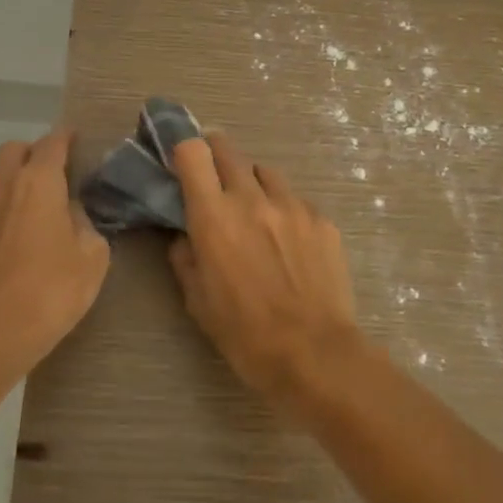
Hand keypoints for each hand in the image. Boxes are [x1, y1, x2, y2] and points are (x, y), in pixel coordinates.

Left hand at [0, 130, 109, 389]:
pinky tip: (13, 243)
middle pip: (14, 150)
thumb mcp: (92, 257)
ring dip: (13, 183)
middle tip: (53, 175)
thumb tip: (70, 214)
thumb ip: (84, 224)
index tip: (75, 139)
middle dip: (33, 154)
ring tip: (33, 210)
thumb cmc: (51, 291)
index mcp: (38, 183)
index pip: (52, 143)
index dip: (66, 138)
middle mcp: (2, 187)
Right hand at [167, 135, 364, 401]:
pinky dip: (284, 210)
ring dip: (252, 183)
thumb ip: (185, 257)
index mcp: (213, 216)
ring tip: (255, 212)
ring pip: (264, 172)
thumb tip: (185, 236)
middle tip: (213, 179)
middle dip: (215, 156)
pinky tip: (288, 242)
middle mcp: (251, 198)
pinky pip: (295, 200)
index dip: (183, 149)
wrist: (315, 354)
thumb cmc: (245, 334)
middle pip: (228, 149)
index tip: (181, 161)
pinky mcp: (321, 219)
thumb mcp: (198, 301)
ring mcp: (291, 205)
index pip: (193, 152)